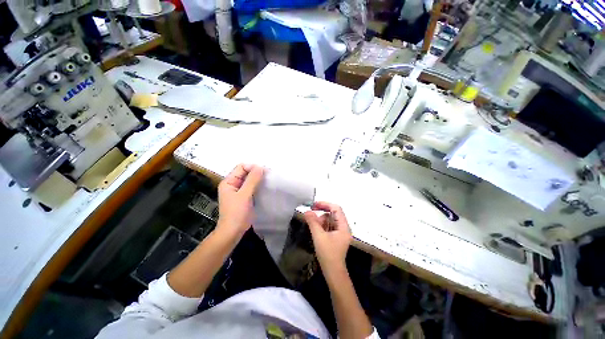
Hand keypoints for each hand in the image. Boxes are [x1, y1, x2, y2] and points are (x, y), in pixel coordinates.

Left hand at [218, 164, 263, 234]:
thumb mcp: (244, 195)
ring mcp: (239, 191)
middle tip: (269, 175)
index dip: (252, 167)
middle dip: (257, 172)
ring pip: (250, 180)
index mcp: (228, 182)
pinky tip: (266, 187)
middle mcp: (233, 184)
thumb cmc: (236, 213)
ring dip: (259, 179)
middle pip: (246, 172)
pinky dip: (258, 185)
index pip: (241, 167)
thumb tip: (260, 167)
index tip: (264, 172)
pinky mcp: (245, 197)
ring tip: (269, 180)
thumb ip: (252, 180)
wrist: (233, 232)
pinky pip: (252, 187)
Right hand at [304, 202, 351, 270]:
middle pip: (333, 213)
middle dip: (322, 213)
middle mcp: (344, 227)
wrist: (333, 272)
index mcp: (343, 226)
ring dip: (321, 220)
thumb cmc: (328, 254)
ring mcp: (340, 233)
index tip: (314, 205)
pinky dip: (322, 226)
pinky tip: (316, 230)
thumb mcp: (319, 236)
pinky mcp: (336, 237)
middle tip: (311, 214)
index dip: (325, 204)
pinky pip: (329, 226)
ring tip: (313, 226)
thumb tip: (307, 211)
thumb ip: (313, 222)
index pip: (336, 208)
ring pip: (330, 220)